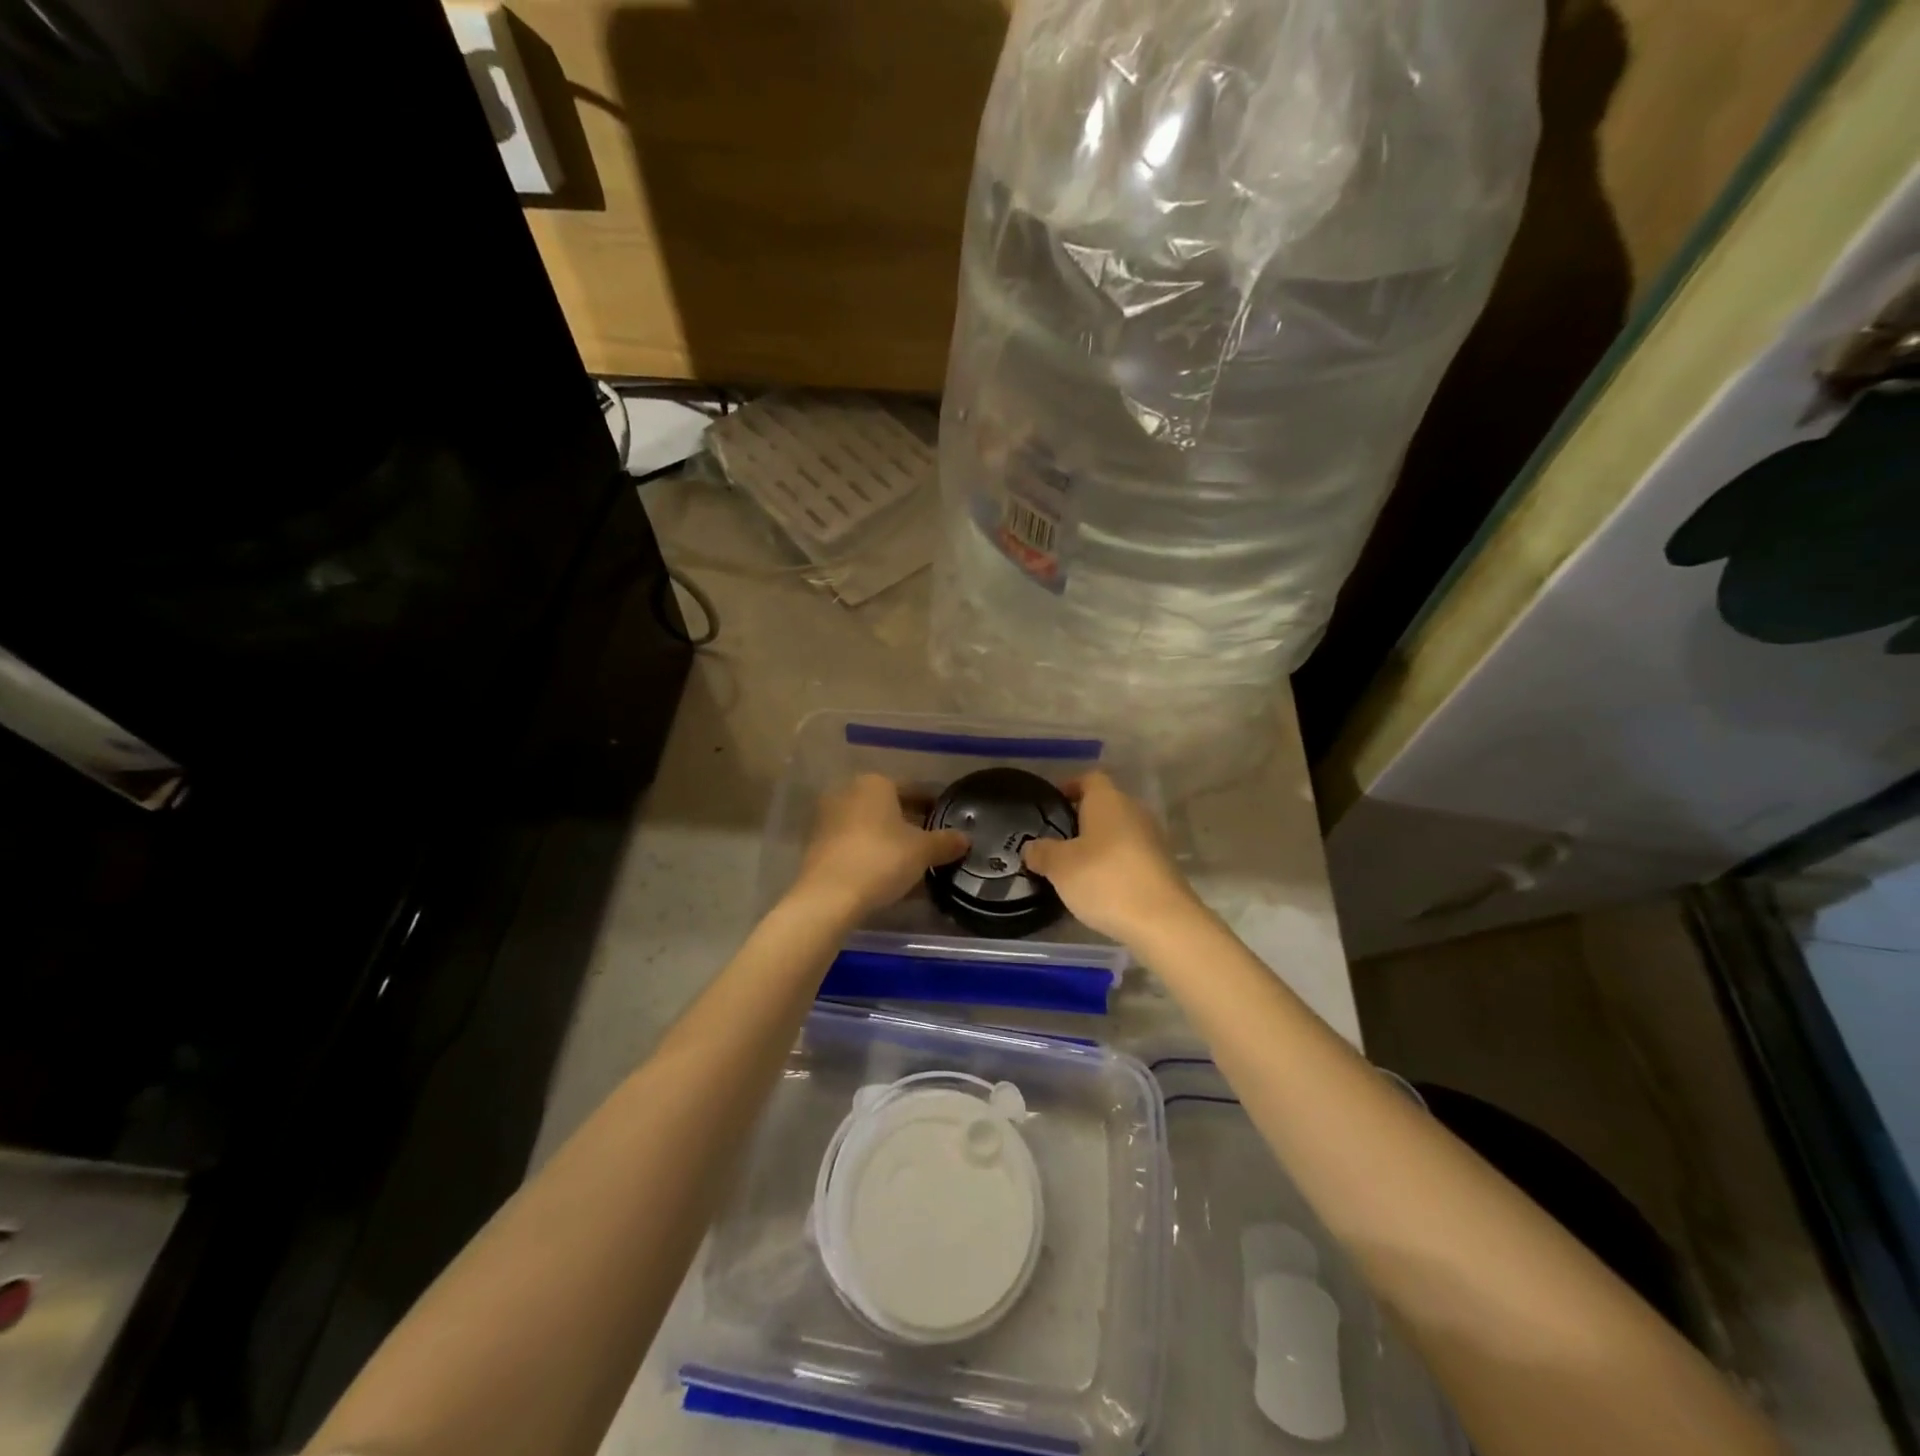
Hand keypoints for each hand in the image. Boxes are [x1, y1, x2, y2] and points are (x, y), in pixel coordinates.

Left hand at [791, 773, 968, 919]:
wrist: (828, 897)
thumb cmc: (881, 860)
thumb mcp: (922, 851)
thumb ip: (945, 842)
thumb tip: (965, 838)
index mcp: (875, 784)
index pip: (914, 790)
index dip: (934, 806)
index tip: (949, 820)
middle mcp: (848, 793)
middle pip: (890, 808)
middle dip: (912, 825)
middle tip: (934, 844)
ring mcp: (828, 819)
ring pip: (871, 828)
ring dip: (892, 843)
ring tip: (914, 865)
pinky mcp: (817, 846)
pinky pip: (855, 846)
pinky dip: (873, 856)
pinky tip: (890, 877)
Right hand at [1021, 772, 1201, 944]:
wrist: (1163, 922)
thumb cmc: (1105, 880)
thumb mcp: (1060, 867)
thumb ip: (1041, 853)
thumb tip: (1031, 848)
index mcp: (1108, 801)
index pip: (1089, 778)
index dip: (1069, 786)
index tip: (1051, 804)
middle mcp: (1134, 811)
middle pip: (1104, 805)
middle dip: (1081, 819)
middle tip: (1056, 840)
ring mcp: (1152, 839)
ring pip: (1118, 831)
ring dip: (1098, 844)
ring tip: (1074, 867)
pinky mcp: (1162, 866)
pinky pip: (1130, 855)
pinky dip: (1113, 864)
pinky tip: (1099, 887)